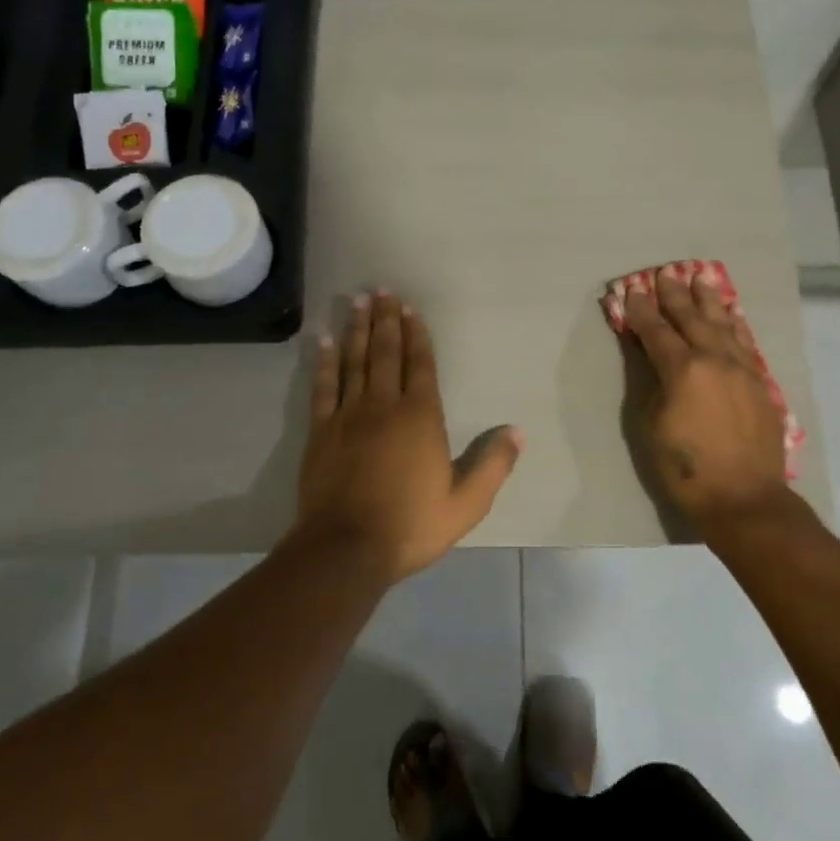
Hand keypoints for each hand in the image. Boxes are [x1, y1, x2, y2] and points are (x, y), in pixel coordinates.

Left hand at [292, 291, 521, 582]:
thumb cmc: (411, 525)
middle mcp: (384, 406)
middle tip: (383, 291)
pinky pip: (323, 387)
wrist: (346, 549)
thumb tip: (518, 431)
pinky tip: (324, 341)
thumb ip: (493, 464)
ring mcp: (348, 416)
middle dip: (386, 320)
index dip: (417, 336)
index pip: (420, 366)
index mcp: (421, 418)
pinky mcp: (321, 431)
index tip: (411, 310)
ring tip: (357, 301)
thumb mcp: (466, 503)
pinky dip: (325, 362)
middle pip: (385, 354)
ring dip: (357, 330)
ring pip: (354, 362)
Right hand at [624, 267, 790, 534]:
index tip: (632, 290)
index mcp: (683, 369)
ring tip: (700, 277)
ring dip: (709, 300)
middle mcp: (715, 360)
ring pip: (723, 324)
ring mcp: (742, 369)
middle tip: (665, 272)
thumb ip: (648, 381)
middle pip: (691, 319)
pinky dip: (735, 324)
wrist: (743, 498)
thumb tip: (643, 350)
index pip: (657, 331)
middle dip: (675, 295)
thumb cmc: (685, 468)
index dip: (641, 310)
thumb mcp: (650, 425)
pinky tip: (731, 314)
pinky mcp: (759, 383)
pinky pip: (746, 343)